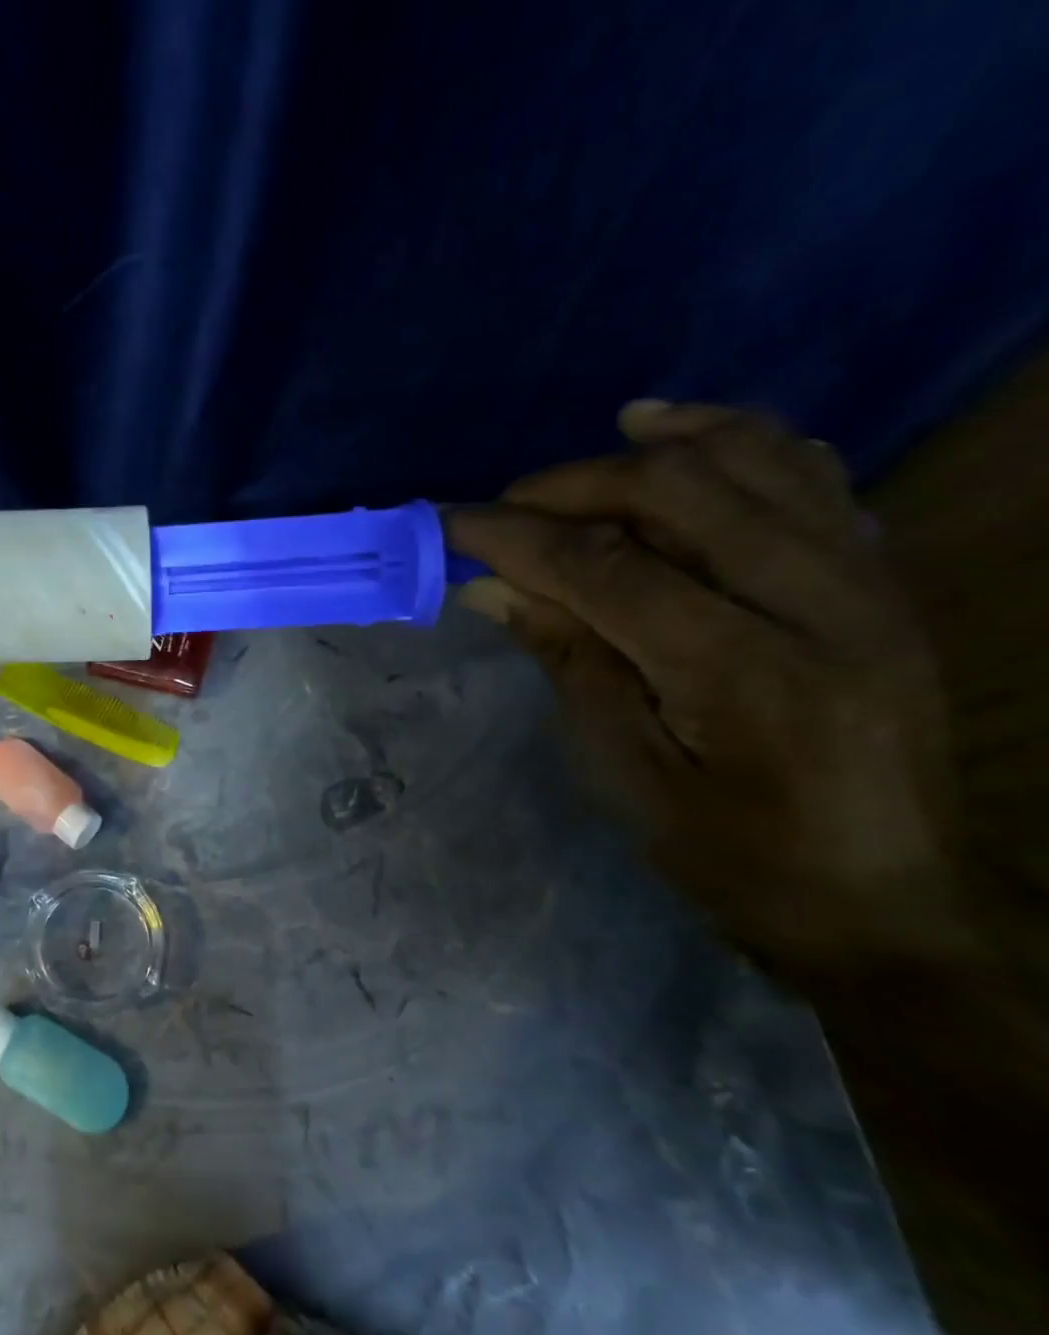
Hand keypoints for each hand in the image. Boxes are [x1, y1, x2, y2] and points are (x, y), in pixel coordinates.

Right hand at [447, 403, 978, 981]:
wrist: (885, 898)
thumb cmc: (732, 853)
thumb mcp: (625, 771)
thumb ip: (568, 659)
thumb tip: (492, 586)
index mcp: (743, 671)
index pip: (606, 567)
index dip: (515, 537)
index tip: (449, 524)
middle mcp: (820, 603)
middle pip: (682, 492)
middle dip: (576, 485)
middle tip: (509, 508)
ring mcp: (867, 582)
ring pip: (759, 461)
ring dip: (665, 442)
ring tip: (602, 437)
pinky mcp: (882, 580)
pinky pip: (815, 476)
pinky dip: (747, 441)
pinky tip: (692, 438)